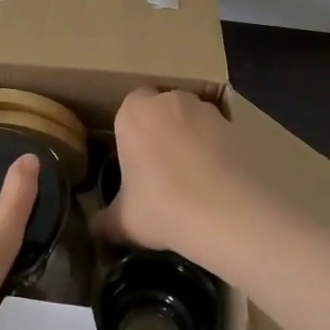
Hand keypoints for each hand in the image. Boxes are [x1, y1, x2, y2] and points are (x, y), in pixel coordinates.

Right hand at [95, 87, 260, 260]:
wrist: (226, 212)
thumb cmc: (162, 207)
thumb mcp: (122, 222)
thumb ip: (104, 220)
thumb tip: (95, 229)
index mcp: (134, 112)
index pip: (127, 109)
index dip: (131, 134)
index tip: (133, 163)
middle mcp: (169, 100)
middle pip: (160, 110)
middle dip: (159, 132)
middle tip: (160, 171)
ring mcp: (205, 109)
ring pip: (190, 120)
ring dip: (189, 139)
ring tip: (192, 179)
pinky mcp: (234, 125)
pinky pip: (216, 134)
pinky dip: (214, 150)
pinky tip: (215, 182)